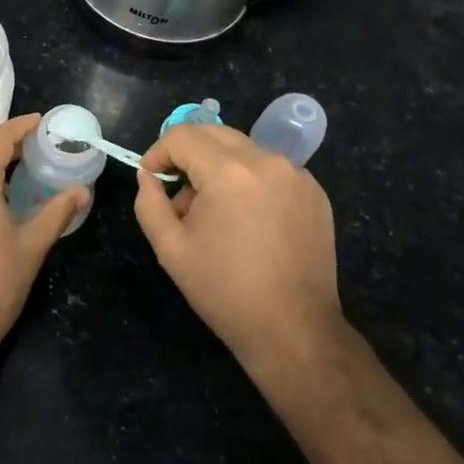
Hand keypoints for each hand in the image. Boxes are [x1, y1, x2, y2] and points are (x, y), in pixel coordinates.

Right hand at [135, 123, 344, 374]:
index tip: (152, 179)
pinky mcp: (315, 191)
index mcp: (229, 172)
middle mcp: (266, 161)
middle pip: (214, 133)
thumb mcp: (170, 249)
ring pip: (243, 149)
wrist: (294, 330)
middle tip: (180, 193)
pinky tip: (248, 220)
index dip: (158, 152)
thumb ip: (149, 203)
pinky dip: (250, 180)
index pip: (182, 135)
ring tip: (215, 212)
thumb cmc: (225, 291)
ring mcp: (296, 174)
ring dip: (219, 167)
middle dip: (188, 154)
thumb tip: (148, 176)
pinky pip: (270, 168)